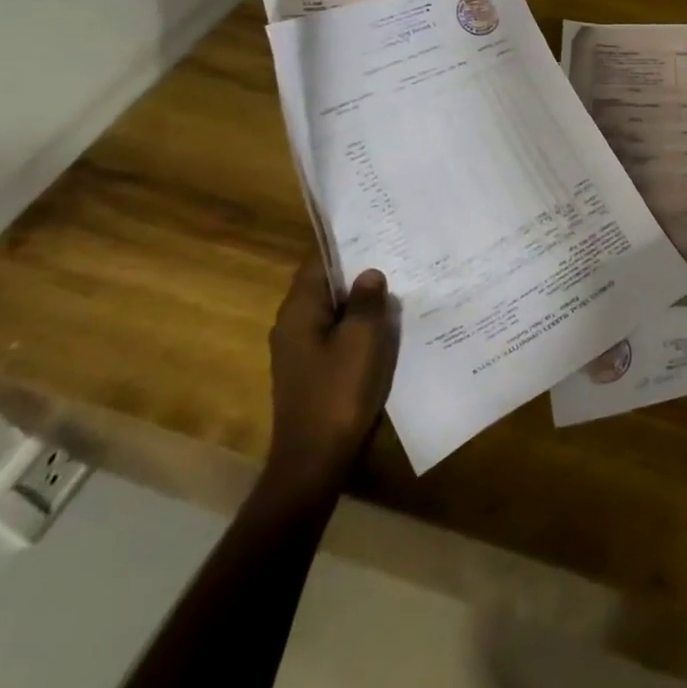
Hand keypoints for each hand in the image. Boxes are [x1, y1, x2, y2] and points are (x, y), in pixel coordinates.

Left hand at [264, 250, 399, 496]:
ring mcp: (298, 350)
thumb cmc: (338, 392)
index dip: (343, 242)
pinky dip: (355, 322)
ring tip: (395, 280)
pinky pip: (334, 332)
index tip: (373, 225)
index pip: (317, 260)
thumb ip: (366, 301)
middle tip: (393, 249)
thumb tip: (369, 273)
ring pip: (330, 308)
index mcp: (298, 310)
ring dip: (357, 297)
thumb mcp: (362, 339)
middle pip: (323, 283)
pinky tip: (383, 323)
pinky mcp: (310, 370)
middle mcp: (291, 324)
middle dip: (355, 268)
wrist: (314, 461)